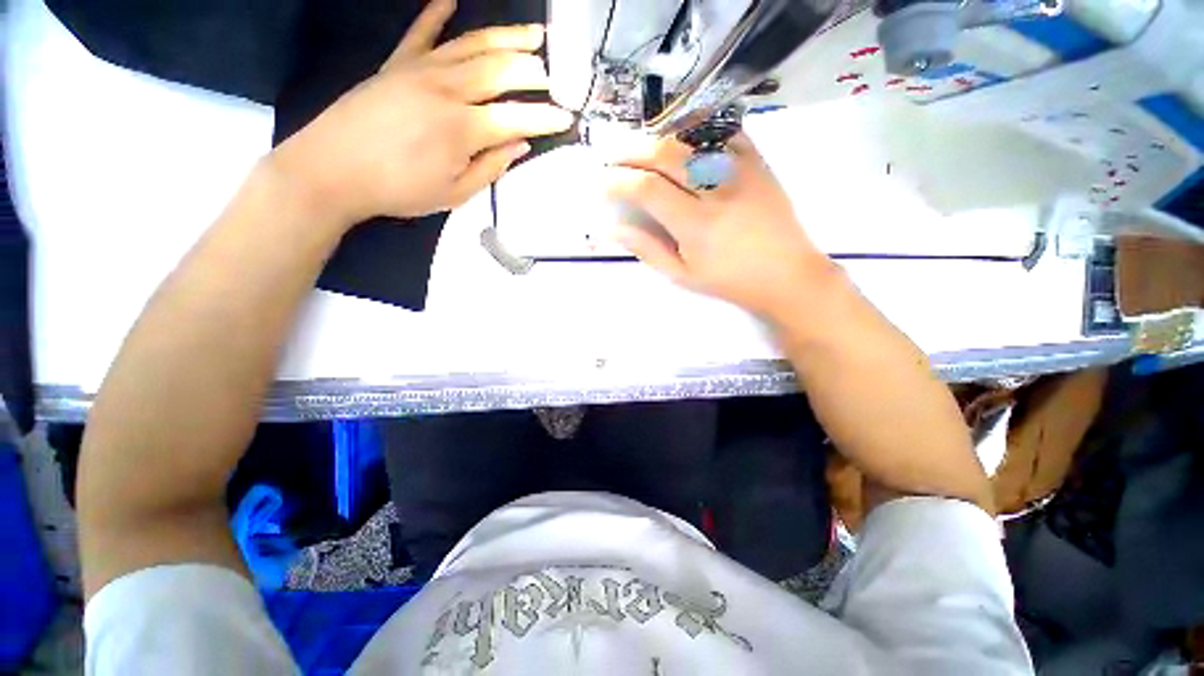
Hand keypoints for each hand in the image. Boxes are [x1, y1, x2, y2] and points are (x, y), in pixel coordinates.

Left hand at [270, 0, 573, 224]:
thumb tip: (519, 146)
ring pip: (472, 45)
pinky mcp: (395, 64)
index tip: (566, 117)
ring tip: (533, 34)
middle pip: (500, 71)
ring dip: (506, 37)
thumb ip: (490, 168)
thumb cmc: (397, 190)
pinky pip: (420, 33)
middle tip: (554, 74)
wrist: (330, 171)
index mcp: (463, 129)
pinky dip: (436, 13)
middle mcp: (446, 90)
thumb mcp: (454, 194)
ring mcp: (419, 70)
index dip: (546, 119)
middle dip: (533, 71)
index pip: (517, 119)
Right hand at [606, 134, 835, 320]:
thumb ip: (646, 249)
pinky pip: (722, 131)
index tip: (600, 182)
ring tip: (638, 148)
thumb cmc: (730, 281)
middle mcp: (717, 189)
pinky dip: (694, 130)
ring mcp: (741, 169)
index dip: (617, 180)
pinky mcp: (757, 160)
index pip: (646, 188)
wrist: (787, 274)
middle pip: (665, 152)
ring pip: (690, 135)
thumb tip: (611, 228)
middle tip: (611, 157)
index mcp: (696, 224)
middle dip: (629, 150)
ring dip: (657, 136)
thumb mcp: (682, 275)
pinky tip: (679, 140)